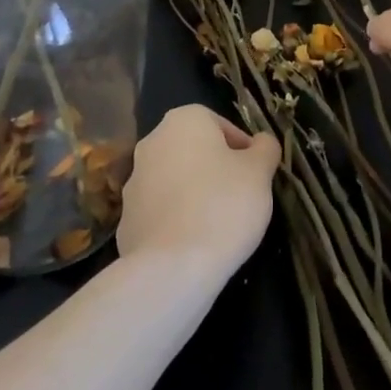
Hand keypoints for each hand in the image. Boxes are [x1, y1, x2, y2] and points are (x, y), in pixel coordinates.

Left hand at [117, 104, 280, 279]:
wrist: (171, 269)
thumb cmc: (223, 206)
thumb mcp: (260, 172)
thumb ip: (265, 148)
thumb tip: (261, 143)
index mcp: (184, 120)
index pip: (222, 126)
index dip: (244, 151)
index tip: (256, 176)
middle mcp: (153, 142)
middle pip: (197, 151)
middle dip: (218, 171)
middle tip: (241, 198)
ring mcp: (134, 182)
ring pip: (177, 180)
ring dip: (196, 195)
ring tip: (219, 225)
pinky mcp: (126, 220)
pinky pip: (161, 212)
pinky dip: (177, 221)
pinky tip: (194, 244)